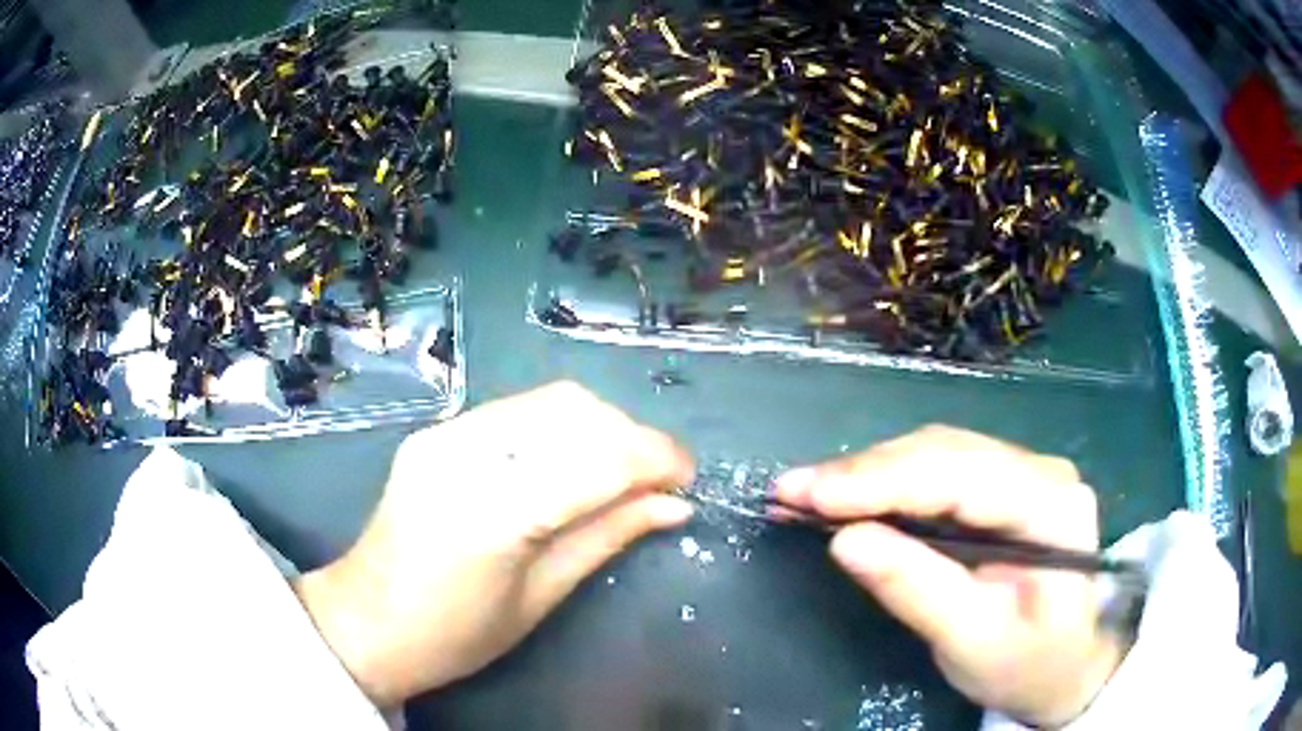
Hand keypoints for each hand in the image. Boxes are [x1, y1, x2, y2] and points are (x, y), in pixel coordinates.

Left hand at [293, 382, 694, 705]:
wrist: (367, 620)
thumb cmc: (456, 634)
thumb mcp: (540, 597)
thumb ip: (608, 538)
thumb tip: (674, 506)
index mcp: (491, 515)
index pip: (594, 461)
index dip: (655, 459)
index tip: (689, 477)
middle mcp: (464, 455)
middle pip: (573, 411)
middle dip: (630, 436)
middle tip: (657, 480)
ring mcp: (444, 435)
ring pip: (547, 401)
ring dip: (599, 427)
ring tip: (620, 470)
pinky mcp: (435, 433)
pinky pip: (516, 412)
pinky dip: (560, 428)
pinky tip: (571, 462)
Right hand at [775, 426, 1125, 727]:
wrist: (1064, 667)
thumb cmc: (1028, 664)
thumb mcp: (972, 642)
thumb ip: (917, 590)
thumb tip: (846, 540)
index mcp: (1052, 506)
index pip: (960, 475)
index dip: (881, 480)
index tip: (809, 495)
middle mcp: (1041, 471)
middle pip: (944, 452)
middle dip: (864, 473)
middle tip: (790, 492)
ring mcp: (1021, 473)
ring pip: (935, 454)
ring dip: (868, 474)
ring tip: (806, 494)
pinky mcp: (1001, 488)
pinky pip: (937, 472)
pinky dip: (885, 484)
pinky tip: (846, 496)